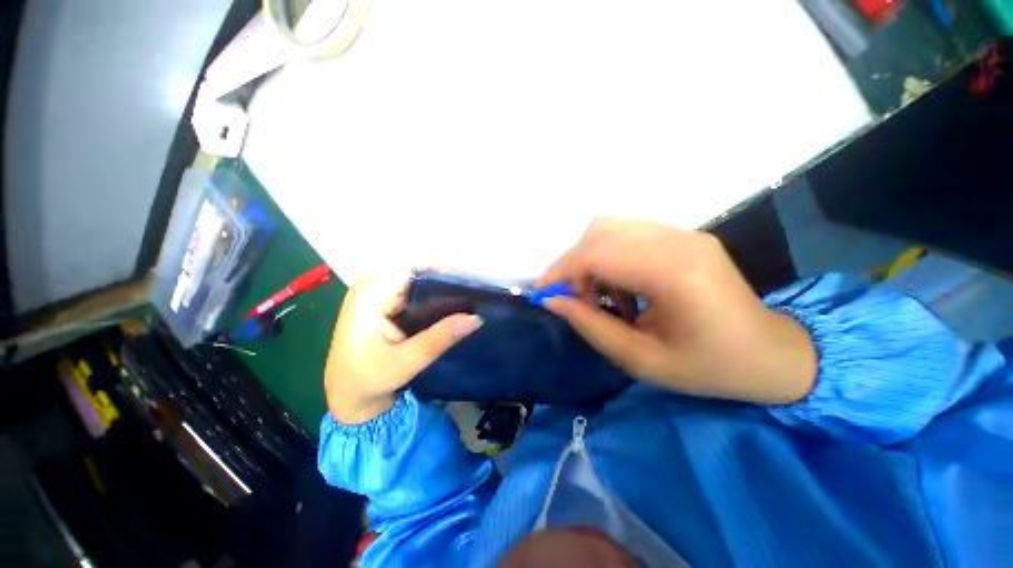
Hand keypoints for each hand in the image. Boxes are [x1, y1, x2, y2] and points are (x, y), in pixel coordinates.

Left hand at [324, 272, 482, 423]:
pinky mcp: (387, 301)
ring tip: (470, 296)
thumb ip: (439, 339)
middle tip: (475, 291)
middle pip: (418, 269)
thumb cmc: (367, 380)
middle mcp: (374, 284)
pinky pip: (417, 290)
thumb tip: (475, 318)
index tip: (470, 281)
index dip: (443, 269)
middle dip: (447, 278)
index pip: (413, 266)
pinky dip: (436, 295)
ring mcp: (380, 291)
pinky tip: (453, 304)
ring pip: (419, 279)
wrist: (348, 395)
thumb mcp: (405, 362)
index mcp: (370, 292)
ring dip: (443, 287)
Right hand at [539, 219, 815, 403]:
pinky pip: (629, 234)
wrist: (771, 354)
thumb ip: (591, 326)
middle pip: (602, 232)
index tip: (542, 292)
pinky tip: (619, 287)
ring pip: (612, 228)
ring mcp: (684, 234)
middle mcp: (679, 241)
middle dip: (573, 263)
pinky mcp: (684, 236)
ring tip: (596, 296)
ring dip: (590, 258)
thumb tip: (552, 301)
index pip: (599, 253)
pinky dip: (609, 257)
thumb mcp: (642, 360)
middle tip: (571, 298)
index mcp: (675, 274)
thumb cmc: (709, 368)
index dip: (562, 270)